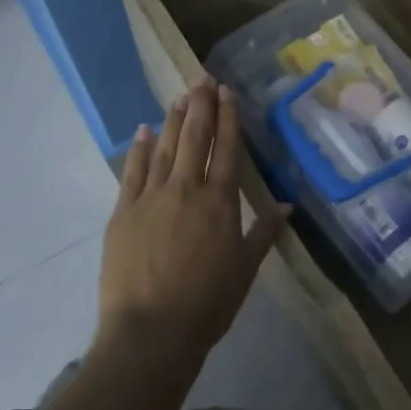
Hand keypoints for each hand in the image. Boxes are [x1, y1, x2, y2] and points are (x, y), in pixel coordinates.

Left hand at [97, 79, 286, 368]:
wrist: (151, 330)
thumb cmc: (208, 304)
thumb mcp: (245, 269)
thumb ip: (264, 232)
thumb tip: (287, 205)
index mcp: (220, 202)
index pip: (226, 149)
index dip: (227, 118)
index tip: (226, 92)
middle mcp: (186, 189)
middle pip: (194, 138)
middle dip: (200, 105)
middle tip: (203, 78)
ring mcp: (151, 197)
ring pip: (164, 148)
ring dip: (172, 119)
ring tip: (179, 96)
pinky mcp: (123, 211)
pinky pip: (132, 171)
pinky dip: (139, 148)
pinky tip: (143, 130)